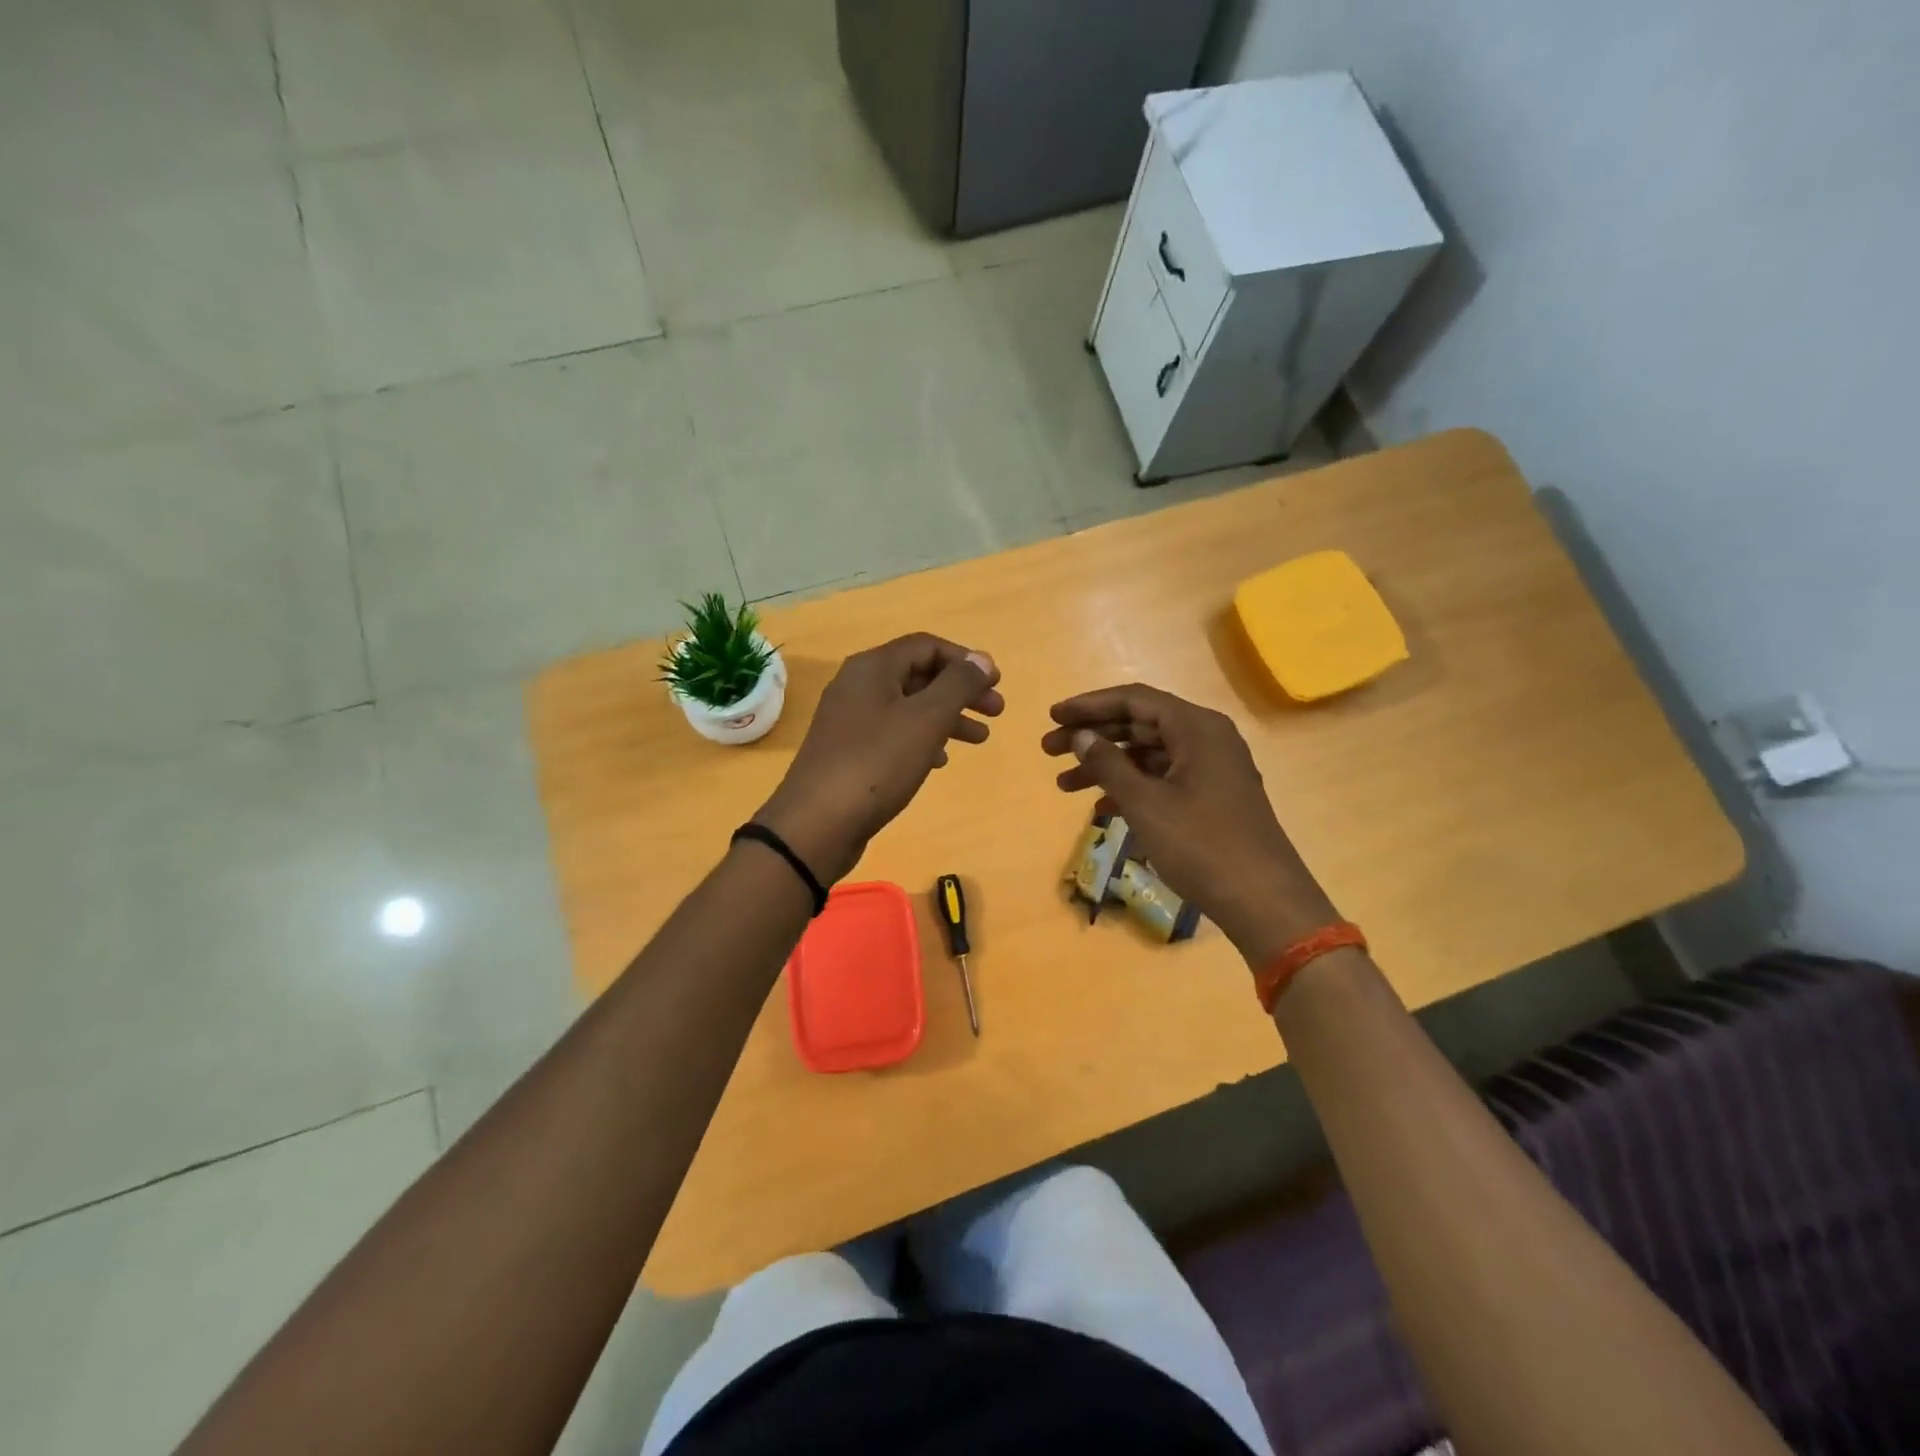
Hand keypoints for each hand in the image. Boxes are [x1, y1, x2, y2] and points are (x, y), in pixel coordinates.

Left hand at [755, 634, 1002, 883]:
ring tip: (980, 739)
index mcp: (873, 667)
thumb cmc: (877, 763)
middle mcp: (858, 685)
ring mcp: (850, 719)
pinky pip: (893, 732)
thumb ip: (958, 685)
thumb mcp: (926, 719)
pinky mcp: (848, 751)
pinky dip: (922, 739)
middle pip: (919, 675)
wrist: (817, 823)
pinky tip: (940, 760)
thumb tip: (982, 659)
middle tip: (996, 712)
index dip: (965, 660)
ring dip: (947, 717)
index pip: (927, 646)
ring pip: (909, 706)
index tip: (996, 683)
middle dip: (961, 691)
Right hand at [1041, 684, 1338, 964]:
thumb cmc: (1201, 844)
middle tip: (1048, 750)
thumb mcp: (1146, 803)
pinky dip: (1131, 787)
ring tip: (1063, 785)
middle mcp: (1206, 738)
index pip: (1134, 700)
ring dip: (1106, 766)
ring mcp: (1211, 769)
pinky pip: (1162, 778)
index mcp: (1196, 727)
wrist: (1263, 901)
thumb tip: (1080, 736)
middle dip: (1092, 736)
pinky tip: (1100, 808)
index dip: (1089, 706)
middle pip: (1139, 724)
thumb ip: (1108, 764)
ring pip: (1148, 754)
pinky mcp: (1211, 797)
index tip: (1052, 716)